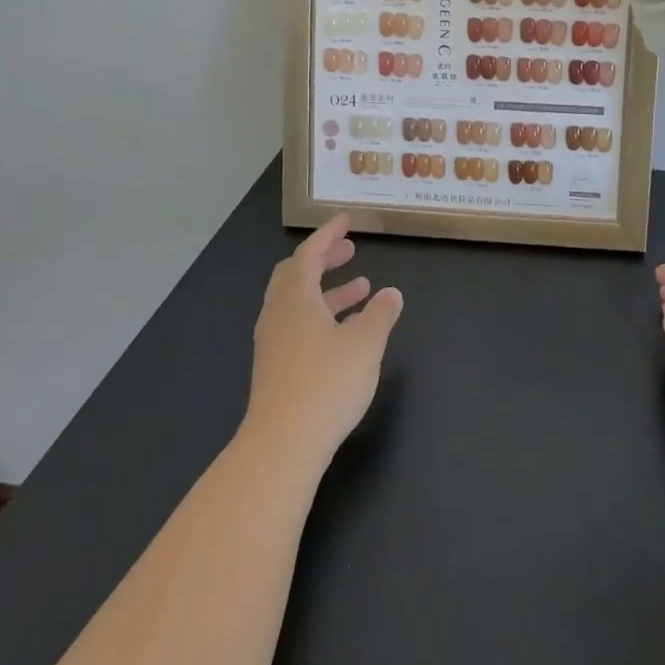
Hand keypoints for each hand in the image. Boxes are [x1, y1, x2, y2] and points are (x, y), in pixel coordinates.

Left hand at [244, 214, 402, 467]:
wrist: (284, 443)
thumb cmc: (327, 382)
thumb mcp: (366, 343)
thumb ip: (380, 314)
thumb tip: (391, 294)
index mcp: (295, 298)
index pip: (309, 254)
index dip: (328, 235)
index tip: (345, 220)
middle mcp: (278, 314)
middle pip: (296, 275)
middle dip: (324, 260)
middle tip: (350, 252)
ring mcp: (274, 343)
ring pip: (299, 303)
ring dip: (328, 290)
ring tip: (362, 288)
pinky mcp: (276, 368)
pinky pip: (299, 326)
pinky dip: (322, 315)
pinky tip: (345, 332)